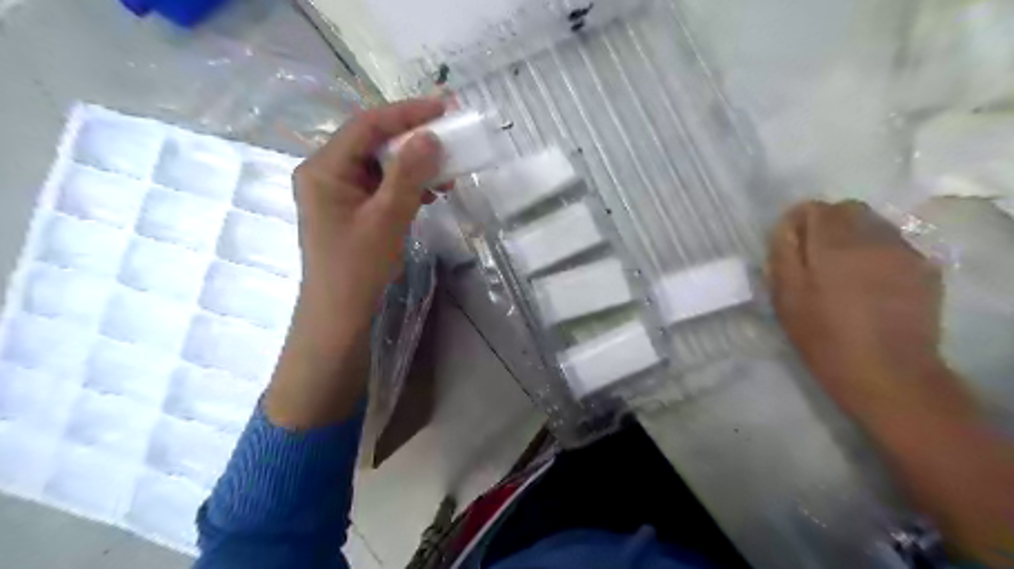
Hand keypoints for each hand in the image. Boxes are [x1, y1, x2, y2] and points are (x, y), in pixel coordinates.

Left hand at [293, 98, 443, 328]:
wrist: (340, 314)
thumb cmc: (358, 268)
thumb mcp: (387, 218)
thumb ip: (408, 175)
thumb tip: (430, 136)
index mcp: (324, 168)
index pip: (366, 125)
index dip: (406, 112)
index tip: (443, 108)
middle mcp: (326, 172)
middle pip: (372, 142)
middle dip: (413, 140)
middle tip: (450, 137)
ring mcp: (338, 191)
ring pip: (380, 164)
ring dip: (414, 165)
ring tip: (446, 173)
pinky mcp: (351, 208)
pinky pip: (381, 185)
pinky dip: (406, 185)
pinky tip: (429, 194)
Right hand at [774, 200, 947, 416]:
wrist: (887, 373)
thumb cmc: (823, 336)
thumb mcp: (786, 296)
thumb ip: (784, 252)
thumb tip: (787, 224)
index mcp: (834, 244)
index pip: (815, 208)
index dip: (798, 222)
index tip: (790, 246)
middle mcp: (873, 237)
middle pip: (848, 210)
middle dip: (828, 224)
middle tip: (815, 257)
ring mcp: (904, 252)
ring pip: (874, 225)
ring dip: (854, 237)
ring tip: (843, 270)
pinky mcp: (924, 269)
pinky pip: (894, 245)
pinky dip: (877, 252)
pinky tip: (870, 282)